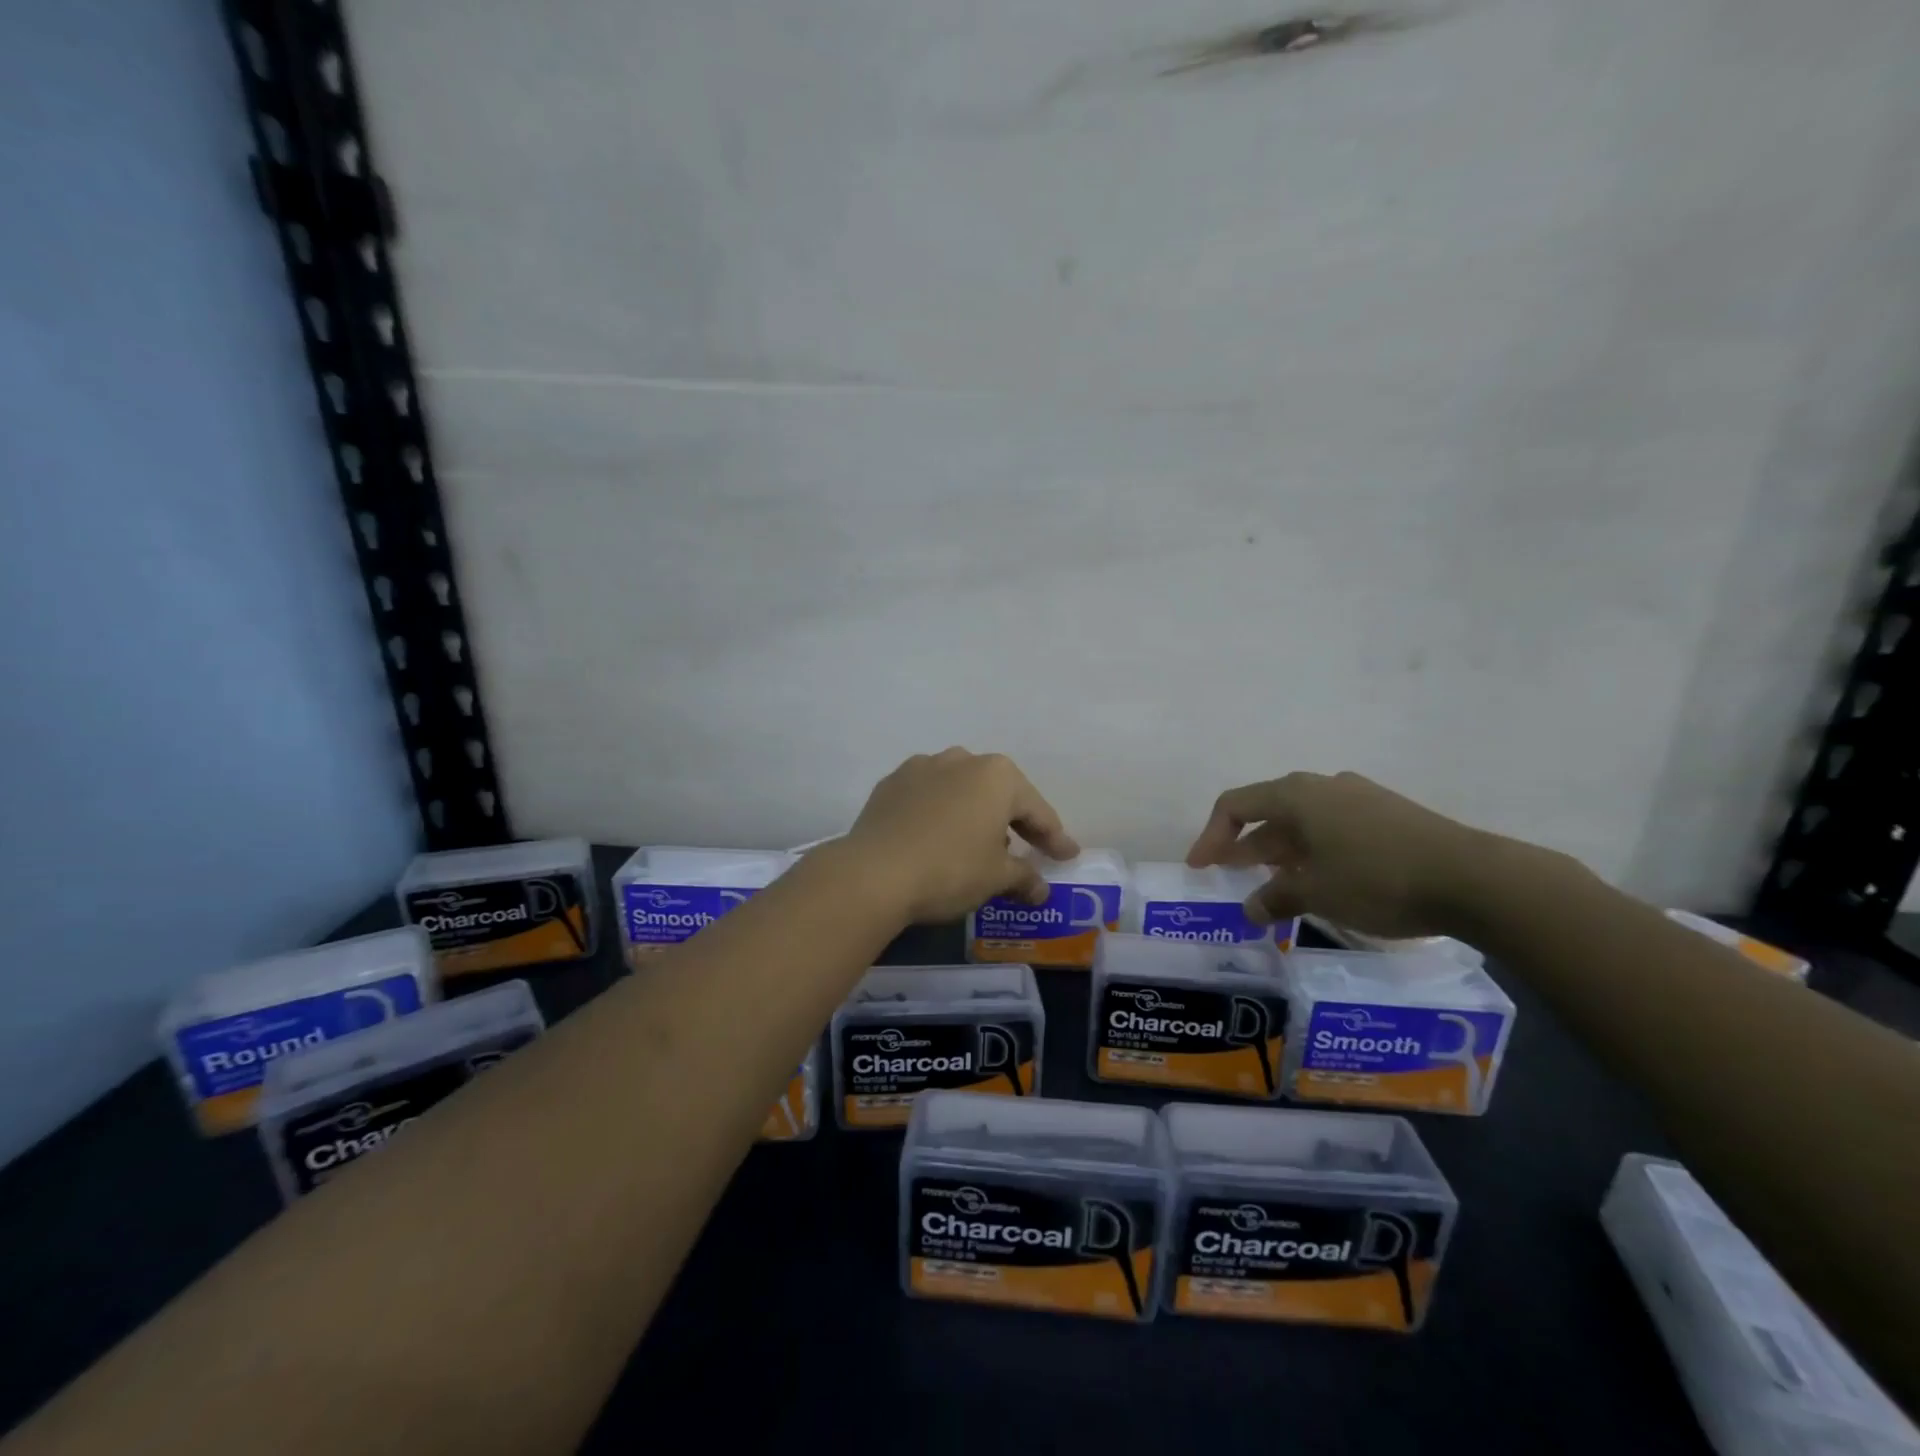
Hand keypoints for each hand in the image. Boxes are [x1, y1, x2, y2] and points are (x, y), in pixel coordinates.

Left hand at [843, 749, 1079, 923]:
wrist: (873, 873)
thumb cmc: (949, 869)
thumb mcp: (996, 878)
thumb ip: (1024, 878)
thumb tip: (1040, 889)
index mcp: (997, 776)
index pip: (1036, 811)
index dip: (1054, 837)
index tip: (1067, 856)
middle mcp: (961, 760)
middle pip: (998, 794)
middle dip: (1013, 821)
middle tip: (1026, 849)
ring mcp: (921, 768)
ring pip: (961, 791)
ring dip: (974, 814)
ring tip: (977, 845)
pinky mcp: (890, 784)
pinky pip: (928, 798)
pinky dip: (940, 815)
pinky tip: (937, 838)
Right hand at [1186, 771, 1484, 937]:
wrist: (1473, 878)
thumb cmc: (1376, 878)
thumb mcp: (1315, 893)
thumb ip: (1275, 898)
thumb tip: (1251, 909)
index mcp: (1296, 795)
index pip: (1235, 805)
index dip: (1211, 837)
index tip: (1200, 869)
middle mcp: (1323, 786)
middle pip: (1268, 811)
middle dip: (1245, 846)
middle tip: (1230, 877)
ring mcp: (1359, 797)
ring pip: (1303, 822)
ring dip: (1280, 851)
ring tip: (1273, 885)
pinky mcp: (1388, 815)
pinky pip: (1333, 828)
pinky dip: (1313, 852)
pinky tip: (1320, 880)